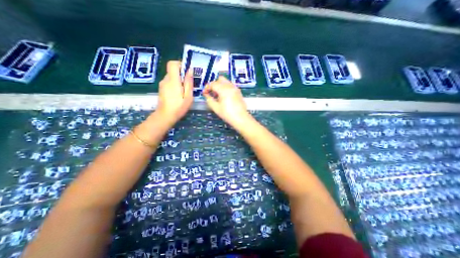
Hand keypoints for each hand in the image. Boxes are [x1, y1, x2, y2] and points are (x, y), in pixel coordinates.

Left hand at [155, 60, 191, 125]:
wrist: (165, 116)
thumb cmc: (179, 107)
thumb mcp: (188, 96)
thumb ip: (188, 83)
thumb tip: (190, 70)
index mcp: (173, 81)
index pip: (172, 64)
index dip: (180, 64)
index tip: (187, 71)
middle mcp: (166, 80)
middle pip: (172, 70)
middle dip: (181, 74)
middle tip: (189, 84)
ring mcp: (162, 84)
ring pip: (171, 76)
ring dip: (179, 80)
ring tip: (184, 90)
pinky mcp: (162, 88)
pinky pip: (169, 81)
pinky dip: (175, 84)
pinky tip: (179, 93)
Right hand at [202, 76, 250, 127]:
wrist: (241, 118)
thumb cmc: (227, 114)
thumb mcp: (216, 108)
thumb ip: (209, 99)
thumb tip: (206, 95)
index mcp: (224, 90)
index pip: (213, 84)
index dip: (207, 87)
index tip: (204, 93)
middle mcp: (230, 86)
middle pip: (220, 79)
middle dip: (214, 84)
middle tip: (211, 93)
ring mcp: (235, 88)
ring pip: (225, 81)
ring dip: (220, 85)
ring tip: (218, 95)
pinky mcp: (238, 91)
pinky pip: (230, 85)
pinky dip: (225, 88)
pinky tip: (224, 96)